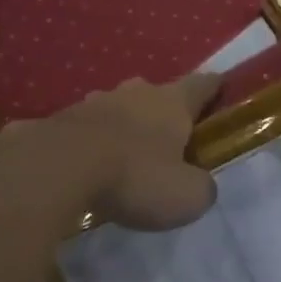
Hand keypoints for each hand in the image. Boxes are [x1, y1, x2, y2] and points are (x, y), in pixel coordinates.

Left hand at [0, 73, 222, 231]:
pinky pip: (85, 127)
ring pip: (118, 108)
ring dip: (124, 125)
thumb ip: (201, 187)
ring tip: (123, 155)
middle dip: (163, 112)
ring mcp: (96, 101)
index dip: (215, 88)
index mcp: (172, 102)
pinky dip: (91, 141)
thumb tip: (200, 183)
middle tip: (167, 140)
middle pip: (157, 94)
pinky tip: (85, 166)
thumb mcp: (185, 196)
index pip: (203, 84)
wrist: (59, 167)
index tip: (222, 88)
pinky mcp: (61, 118)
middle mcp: (136, 93)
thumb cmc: (135, 176)